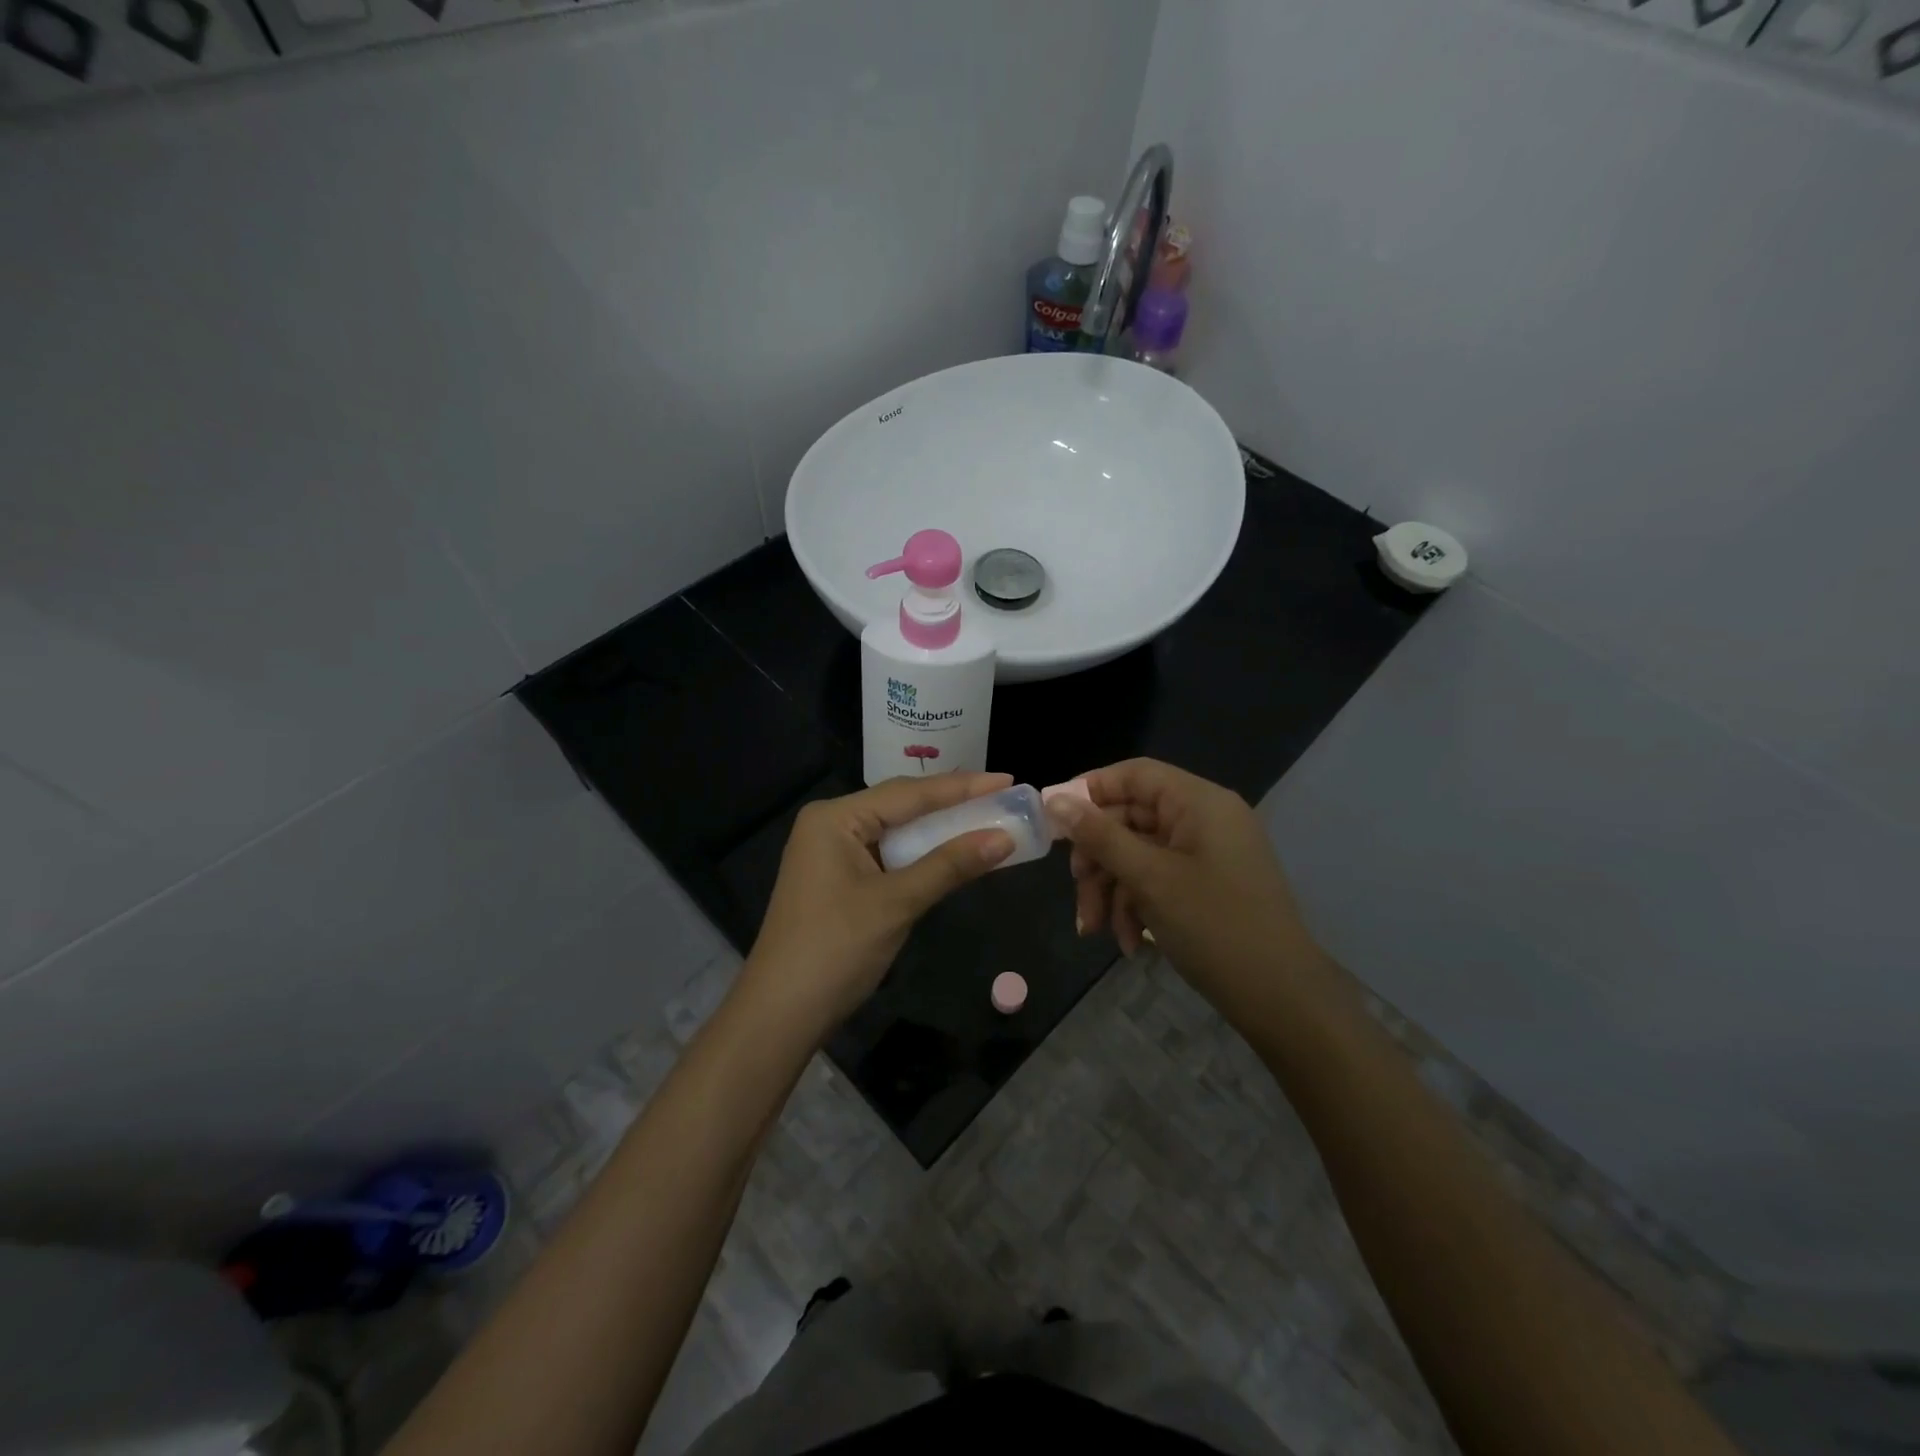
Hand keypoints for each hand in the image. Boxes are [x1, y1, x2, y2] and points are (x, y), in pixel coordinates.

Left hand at [739, 773, 1016, 1033]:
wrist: (781, 1014)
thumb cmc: (835, 950)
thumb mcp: (897, 903)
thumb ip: (950, 865)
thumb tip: (1004, 837)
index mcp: (835, 818)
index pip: (909, 793)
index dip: (962, 787)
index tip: (1007, 779)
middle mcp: (831, 825)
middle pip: (902, 806)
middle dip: (953, 804)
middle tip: (1003, 797)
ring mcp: (832, 853)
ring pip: (897, 832)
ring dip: (940, 831)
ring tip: (988, 819)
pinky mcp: (838, 880)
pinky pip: (888, 856)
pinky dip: (922, 856)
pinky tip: (952, 853)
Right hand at [1049, 758, 1320, 1005]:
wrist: (1281, 998)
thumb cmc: (1215, 925)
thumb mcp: (1149, 878)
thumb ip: (1100, 836)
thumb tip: (1055, 799)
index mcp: (1199, 802)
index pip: (1134, 775)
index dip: (1090, 790)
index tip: (1054, 820)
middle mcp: (1203, 819)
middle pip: (1130, 819)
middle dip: (1098, 859)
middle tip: (1077, 888)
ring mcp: (1205, 854)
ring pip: (1138, 855)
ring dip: (1112, 890)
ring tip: (1096, 931)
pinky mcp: (1205, 885)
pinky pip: (1157, 880)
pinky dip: (1137, 906)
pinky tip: (1129, 943)